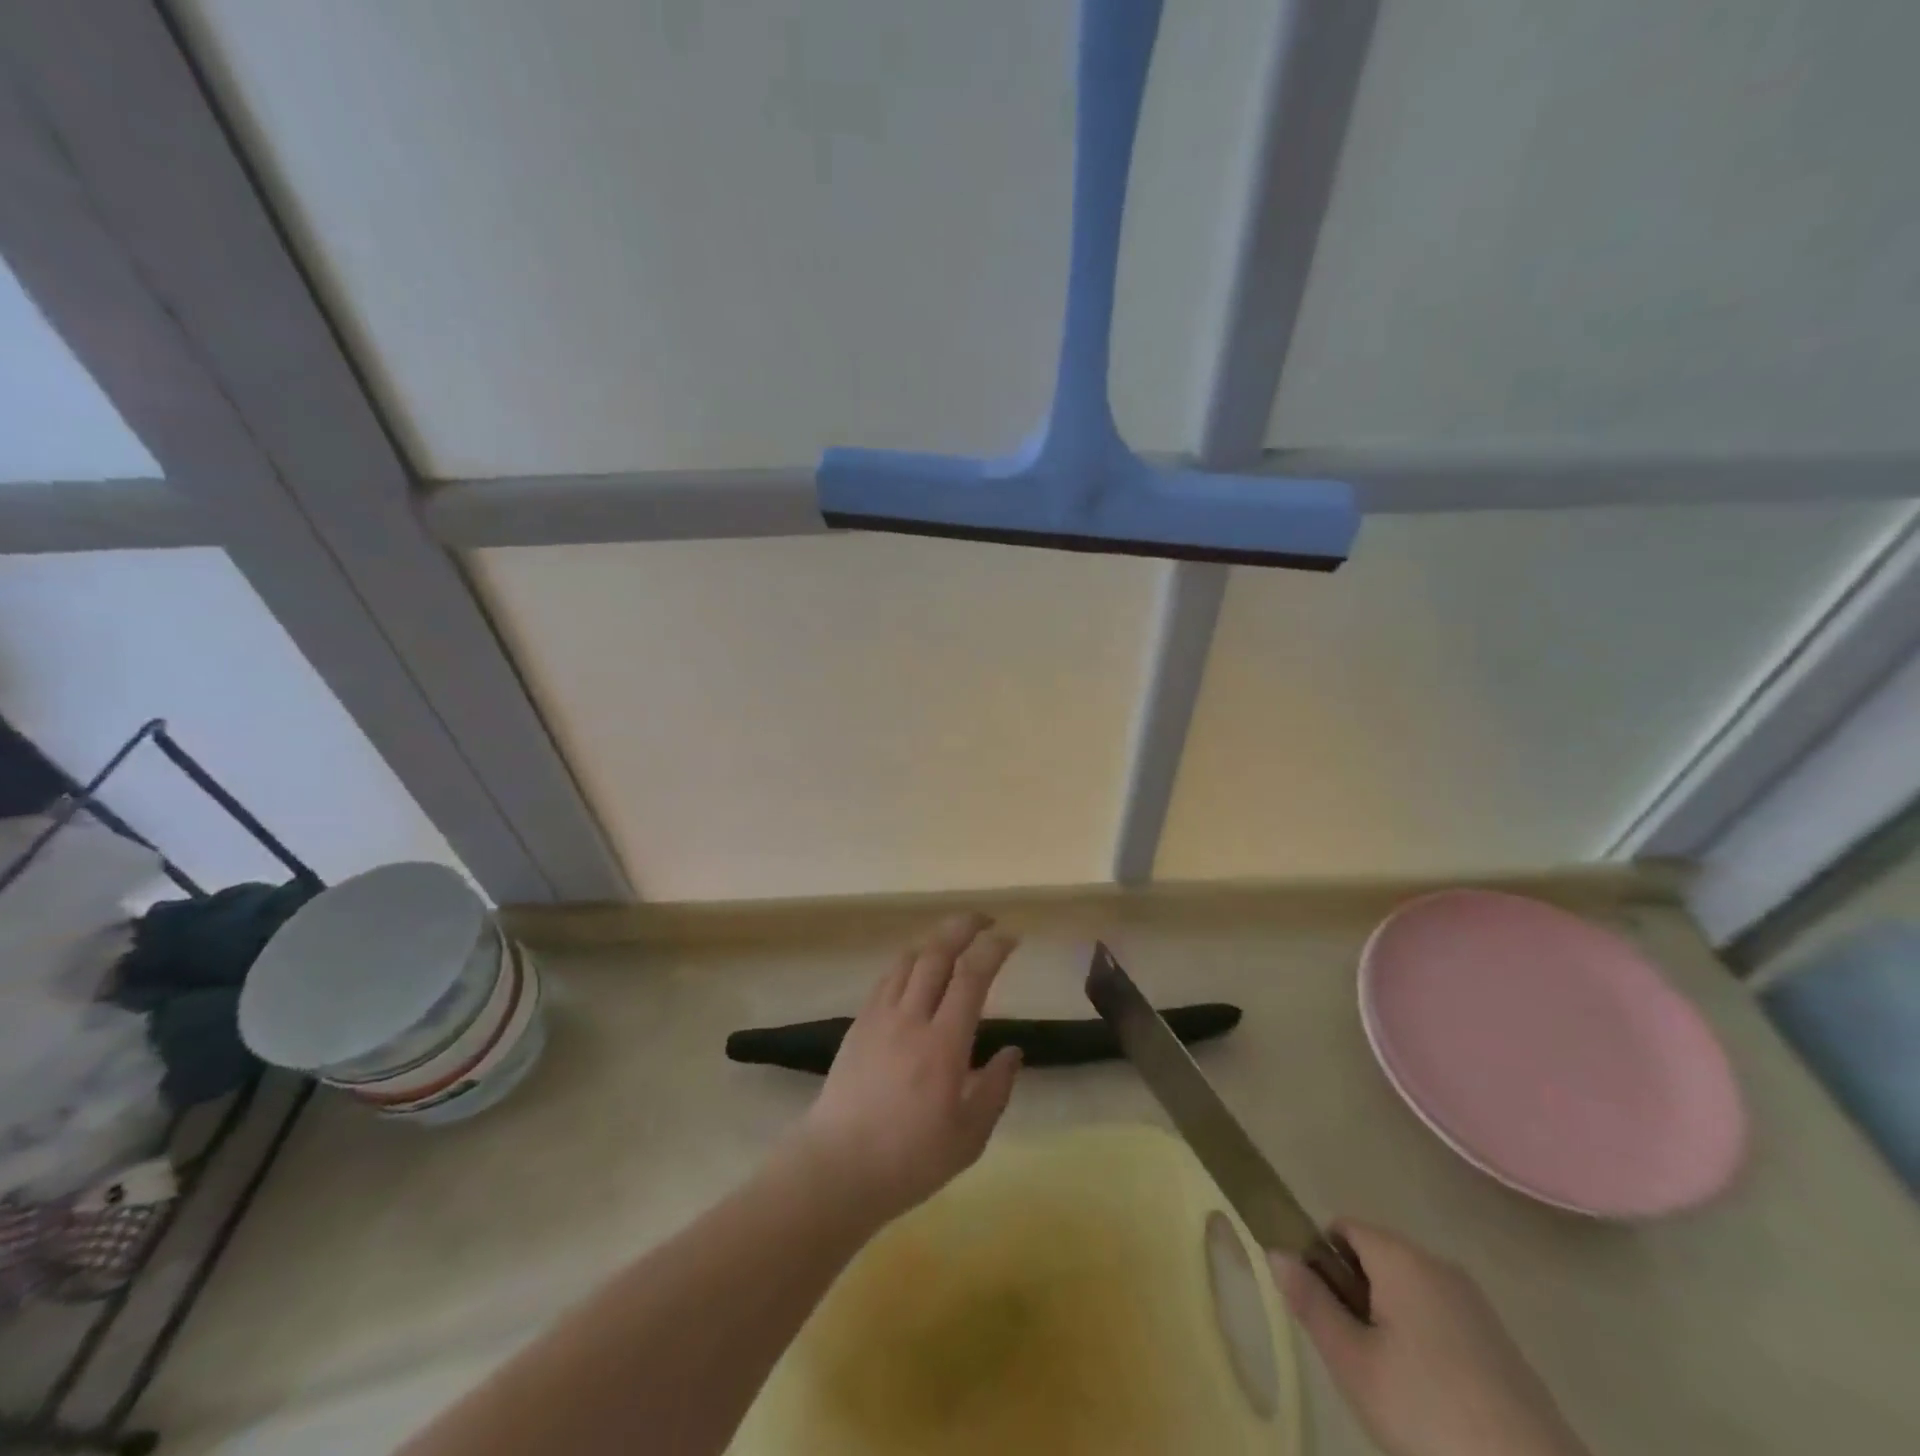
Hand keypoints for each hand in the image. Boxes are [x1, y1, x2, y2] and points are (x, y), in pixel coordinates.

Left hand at [789, 914, 1022, 1226]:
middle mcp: (911, 1018)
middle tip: (984, 921)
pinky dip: (908, 963)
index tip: (1011, 938)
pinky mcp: (858, 1025)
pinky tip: (915, 972)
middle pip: (936, 953)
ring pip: (908, 960)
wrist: (835, 1169)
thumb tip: (1012, 1051)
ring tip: (953, 941)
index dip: (993, 949)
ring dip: (934, 941)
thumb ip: (995, 1090)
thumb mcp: (968, 1138)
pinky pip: (886, 979)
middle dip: (963, 927)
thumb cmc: (908, 1160)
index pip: (971, 976)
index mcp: (943, 1045)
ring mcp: (879, 1017)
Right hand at [1272, 1223, 1589, 1455]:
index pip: (1342, 1228)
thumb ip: (1310, 1301)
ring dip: (1388, 1322)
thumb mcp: (1353, 1363)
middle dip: (1355, 1296)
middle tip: (1354, 1355)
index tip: (1322, 1313)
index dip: (1321, 1261)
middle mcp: (1439, 1264)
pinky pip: (1441, 1318)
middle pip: (1375, 1258)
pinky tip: (1432, 1398)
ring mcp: (1476, 1303)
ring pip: (1408, 1291)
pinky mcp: (1501, 1342)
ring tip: (1391, 1383)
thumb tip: (1275, 1250)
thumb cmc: (1429, 1413)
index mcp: (1401, 1257)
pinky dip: (1424, 1343)